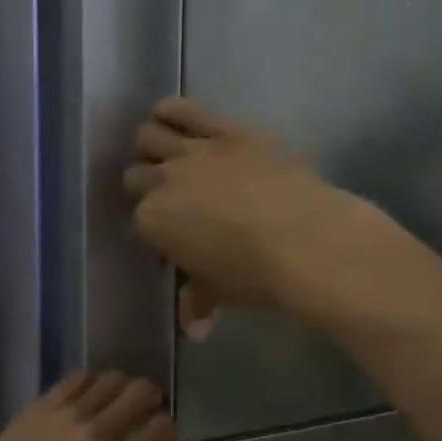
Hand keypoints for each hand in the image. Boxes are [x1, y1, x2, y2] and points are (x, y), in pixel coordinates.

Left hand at [0, 373, 176, 440]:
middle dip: (151, 404)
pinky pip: (77, 378)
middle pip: (141, 392)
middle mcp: (98, 432)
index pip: (163, 428)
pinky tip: (86, 402)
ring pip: (111, 379)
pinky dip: (91, 385)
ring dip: (122, 391)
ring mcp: (66, 414)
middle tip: (142, 421)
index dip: (166, 436)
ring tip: (114, 408)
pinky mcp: (40, 405)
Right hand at [124, 99, 373, 335]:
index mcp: (153, 223)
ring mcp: (194, 152)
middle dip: (144, 185)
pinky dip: (170, 111)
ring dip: (150, 145)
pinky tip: (168, 115)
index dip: (153, 228)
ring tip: (161, 151)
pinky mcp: (226, 130)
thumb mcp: (221, 292)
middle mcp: (163, 182)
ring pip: (149, 135)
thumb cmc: (257, 275)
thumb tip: (195, 330)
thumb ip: (198, 303)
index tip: (169, 236)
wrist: (305, 240)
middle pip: (135, 175)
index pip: (138, 220)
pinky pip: (184, 110)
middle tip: (165, 194)